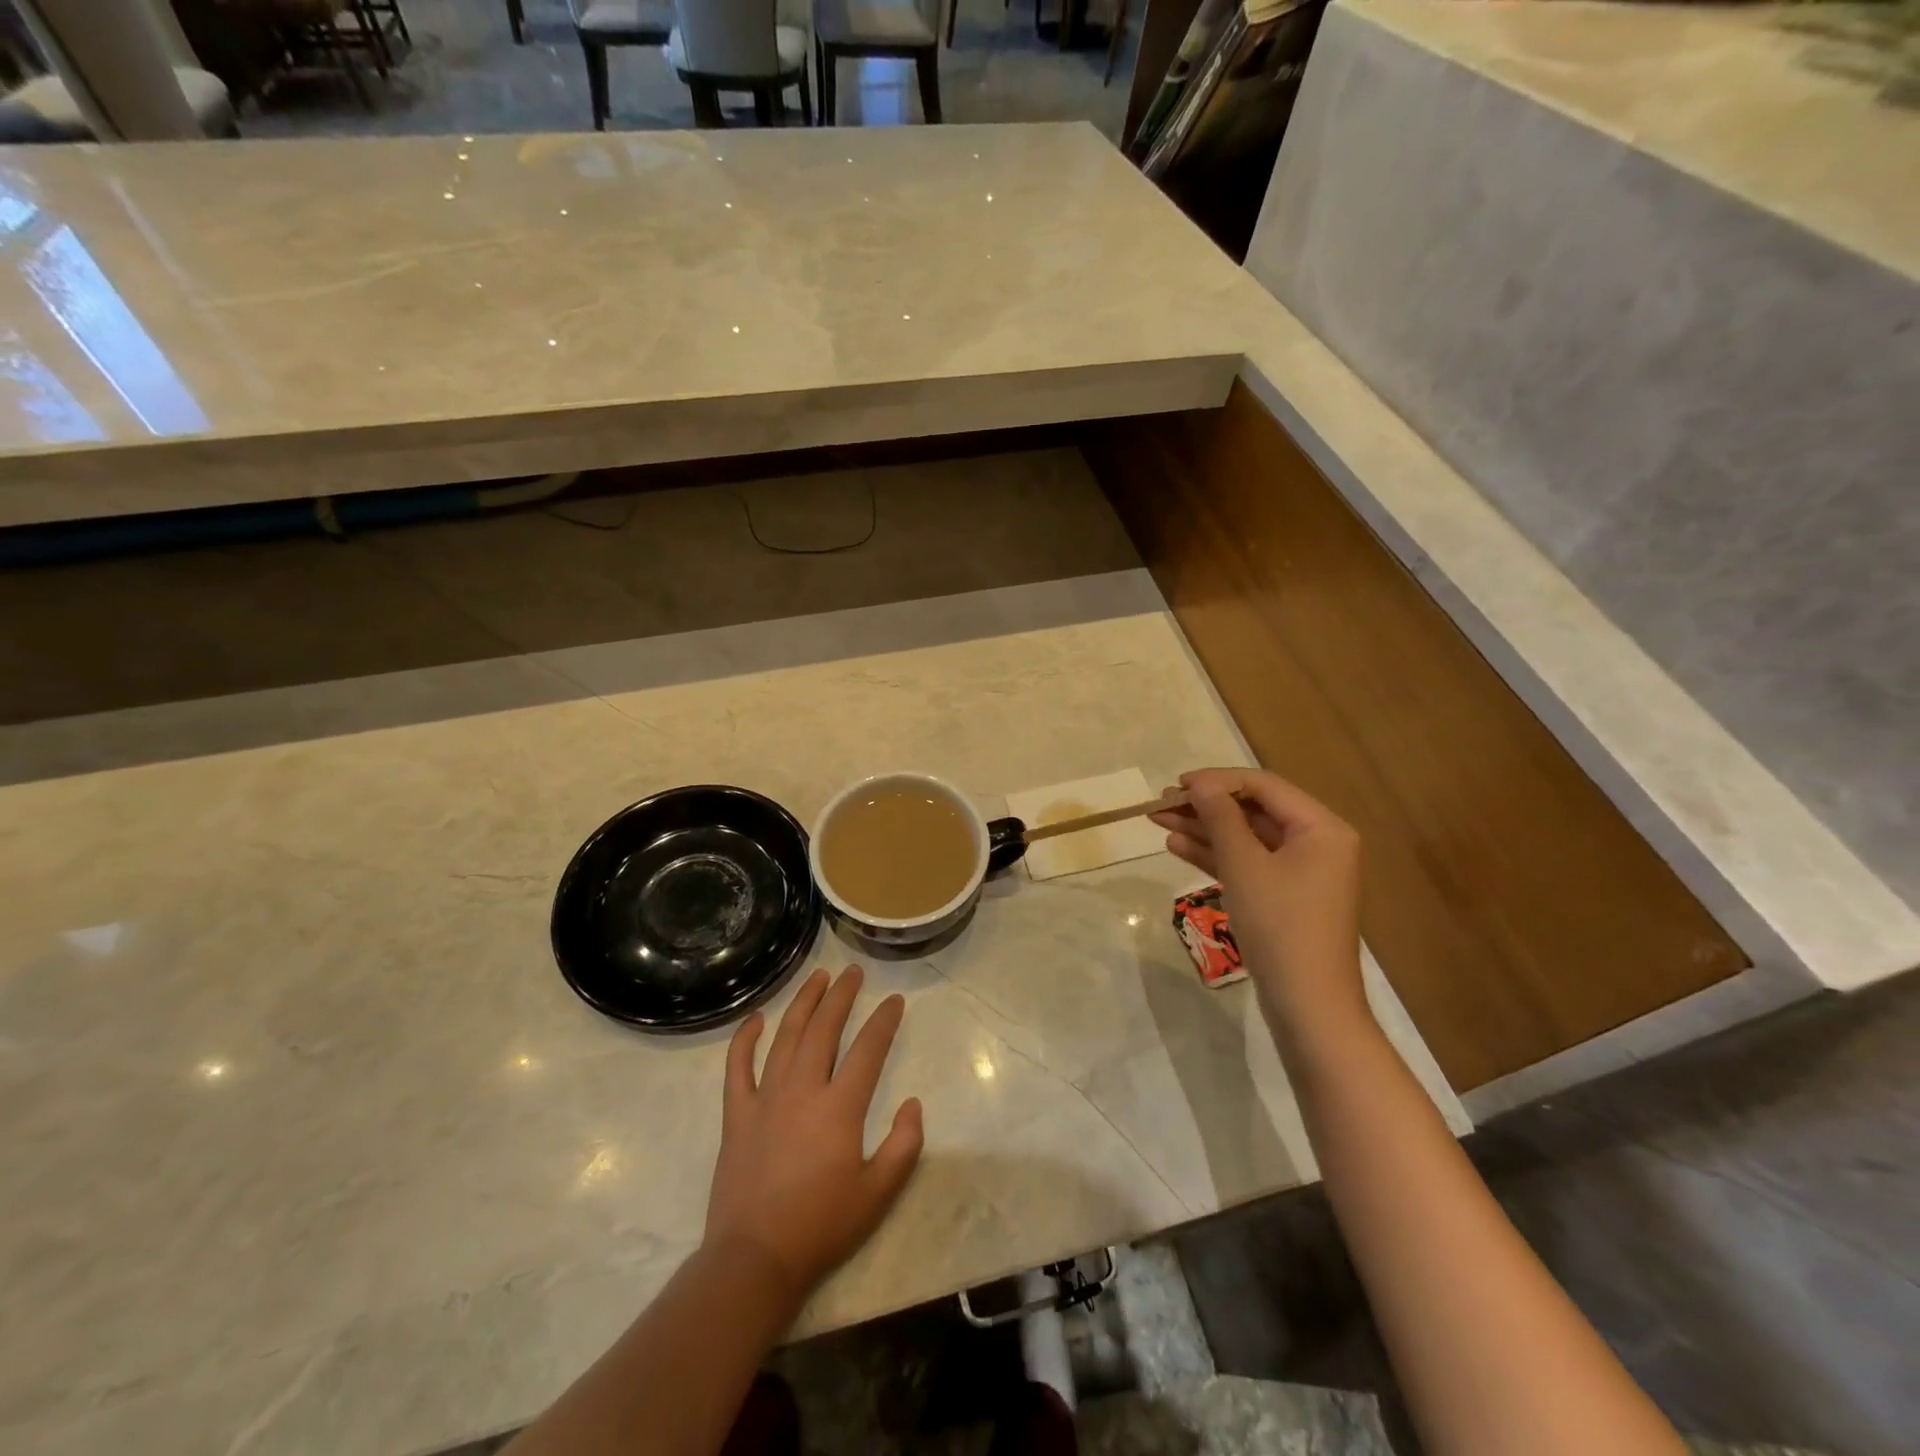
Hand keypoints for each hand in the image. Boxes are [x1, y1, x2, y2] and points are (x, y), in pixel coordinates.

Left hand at [704, 966, 923, 1302]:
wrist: (755, 1259)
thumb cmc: (821, 1226)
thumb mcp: (878, 1194)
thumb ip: (904, 1145)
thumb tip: (912, 1103)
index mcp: (839, 1108)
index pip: (868, 1049)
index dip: (884, 1021)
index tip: (895, 1000)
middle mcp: (802, 1090)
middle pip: (824, 1029)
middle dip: (842, 996)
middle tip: (853, 972)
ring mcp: (765, 1098)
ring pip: (786, 1036)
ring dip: (803, 1002)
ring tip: (818, 977)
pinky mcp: (737, 1114)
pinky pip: (737, 1066)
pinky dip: (745, 1038)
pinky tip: (756, 1018)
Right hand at [1151, 768, 1367, 1036]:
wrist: (1307, 1005)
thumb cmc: (1279, 925)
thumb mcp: (1244, 865)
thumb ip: (1220, 818)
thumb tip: (1200, 784)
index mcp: (1321, 828)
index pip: (1263, 786)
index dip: (1217, 781)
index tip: (1176, 785)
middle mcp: (1316, 843)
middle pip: (1253, 811)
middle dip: (1206, 807)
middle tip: (1161, 804)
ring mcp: (1301, 873)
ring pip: (1246, 838)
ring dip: (1204, 830)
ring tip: (1159, 822)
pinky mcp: (1285, 897)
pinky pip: (1248, 864)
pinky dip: (1216, 856)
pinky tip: (1178, 848)